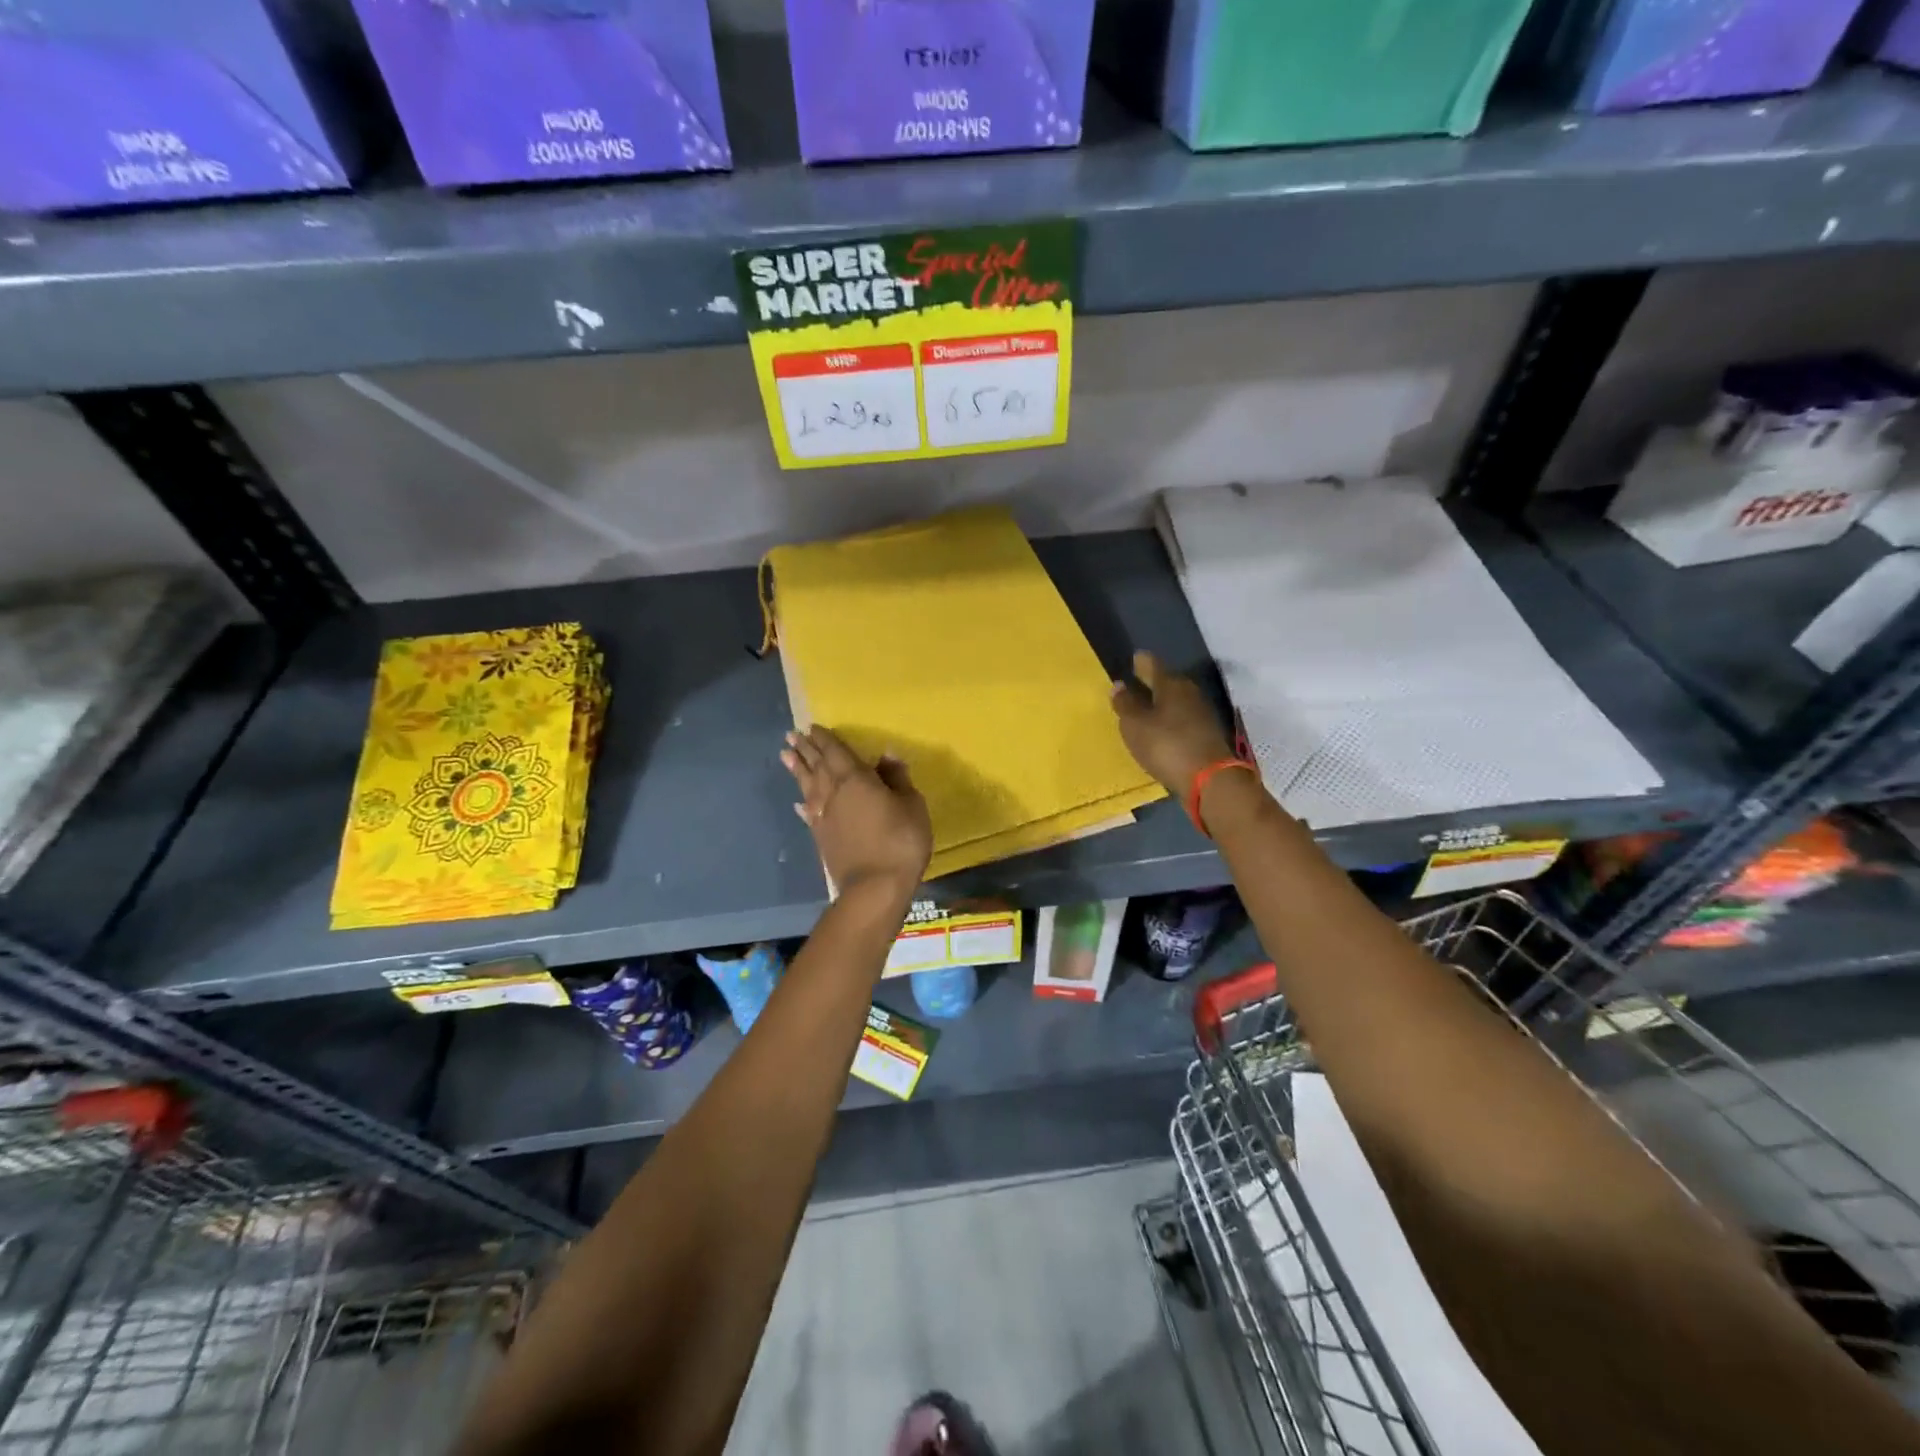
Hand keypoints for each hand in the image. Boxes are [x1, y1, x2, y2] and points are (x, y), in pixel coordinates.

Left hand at [782, 726, 932, 896]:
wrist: (875, 887)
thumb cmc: (900, 840)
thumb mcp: (911, 805)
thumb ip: (897, 779)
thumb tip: (887, 755)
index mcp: (856, 778)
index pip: (837, 752)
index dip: (825, 739)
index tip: (813, 727)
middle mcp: (834, 792)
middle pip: (817, 765)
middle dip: (806, 749)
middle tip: (791, 735)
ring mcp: (824, 816)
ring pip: (808, 786)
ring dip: (797, 769)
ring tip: (785, 755)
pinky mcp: (821, 836)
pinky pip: (808, 813)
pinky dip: (803, 804)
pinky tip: (798, 802)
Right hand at [1110, 650, 1235, 797]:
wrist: (1210, 780)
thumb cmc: (1166, 746)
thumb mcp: (1135, 726)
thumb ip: (1125, 704)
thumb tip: (1119, 685)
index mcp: (1171, 684)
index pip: (1153, 664)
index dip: (1141, 662)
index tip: (1134, 659)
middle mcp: (1190, 693)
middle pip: (1168, 682)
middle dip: (1152, 683)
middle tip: (1135, 685)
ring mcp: (1202, 714)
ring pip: (1177, 702)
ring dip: (1162, 705)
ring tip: (1145, 710)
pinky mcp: (1207, 735)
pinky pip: (1183, 720)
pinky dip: (1171, 722)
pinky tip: (1162, 731)